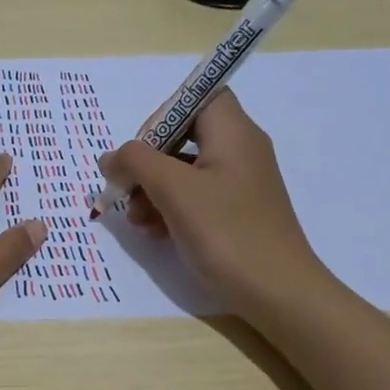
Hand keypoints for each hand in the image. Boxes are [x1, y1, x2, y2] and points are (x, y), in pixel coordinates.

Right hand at [100, 89, 323, 314]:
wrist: (278, 293)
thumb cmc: (227, 231)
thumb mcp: (173, 190)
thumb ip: (136, 162)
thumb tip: (111, 157)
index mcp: (233, 132)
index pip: (196, 97)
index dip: (163, 116)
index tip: (140, 150)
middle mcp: (241, 150)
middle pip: (185, 135)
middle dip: (149, 162)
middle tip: (127, 189)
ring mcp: (240, 184)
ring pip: (186, 170)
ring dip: (153, 190)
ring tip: (136, 219)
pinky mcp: (237, 213)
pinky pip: (197, 197)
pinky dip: (171, 208)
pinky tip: (154, 232)